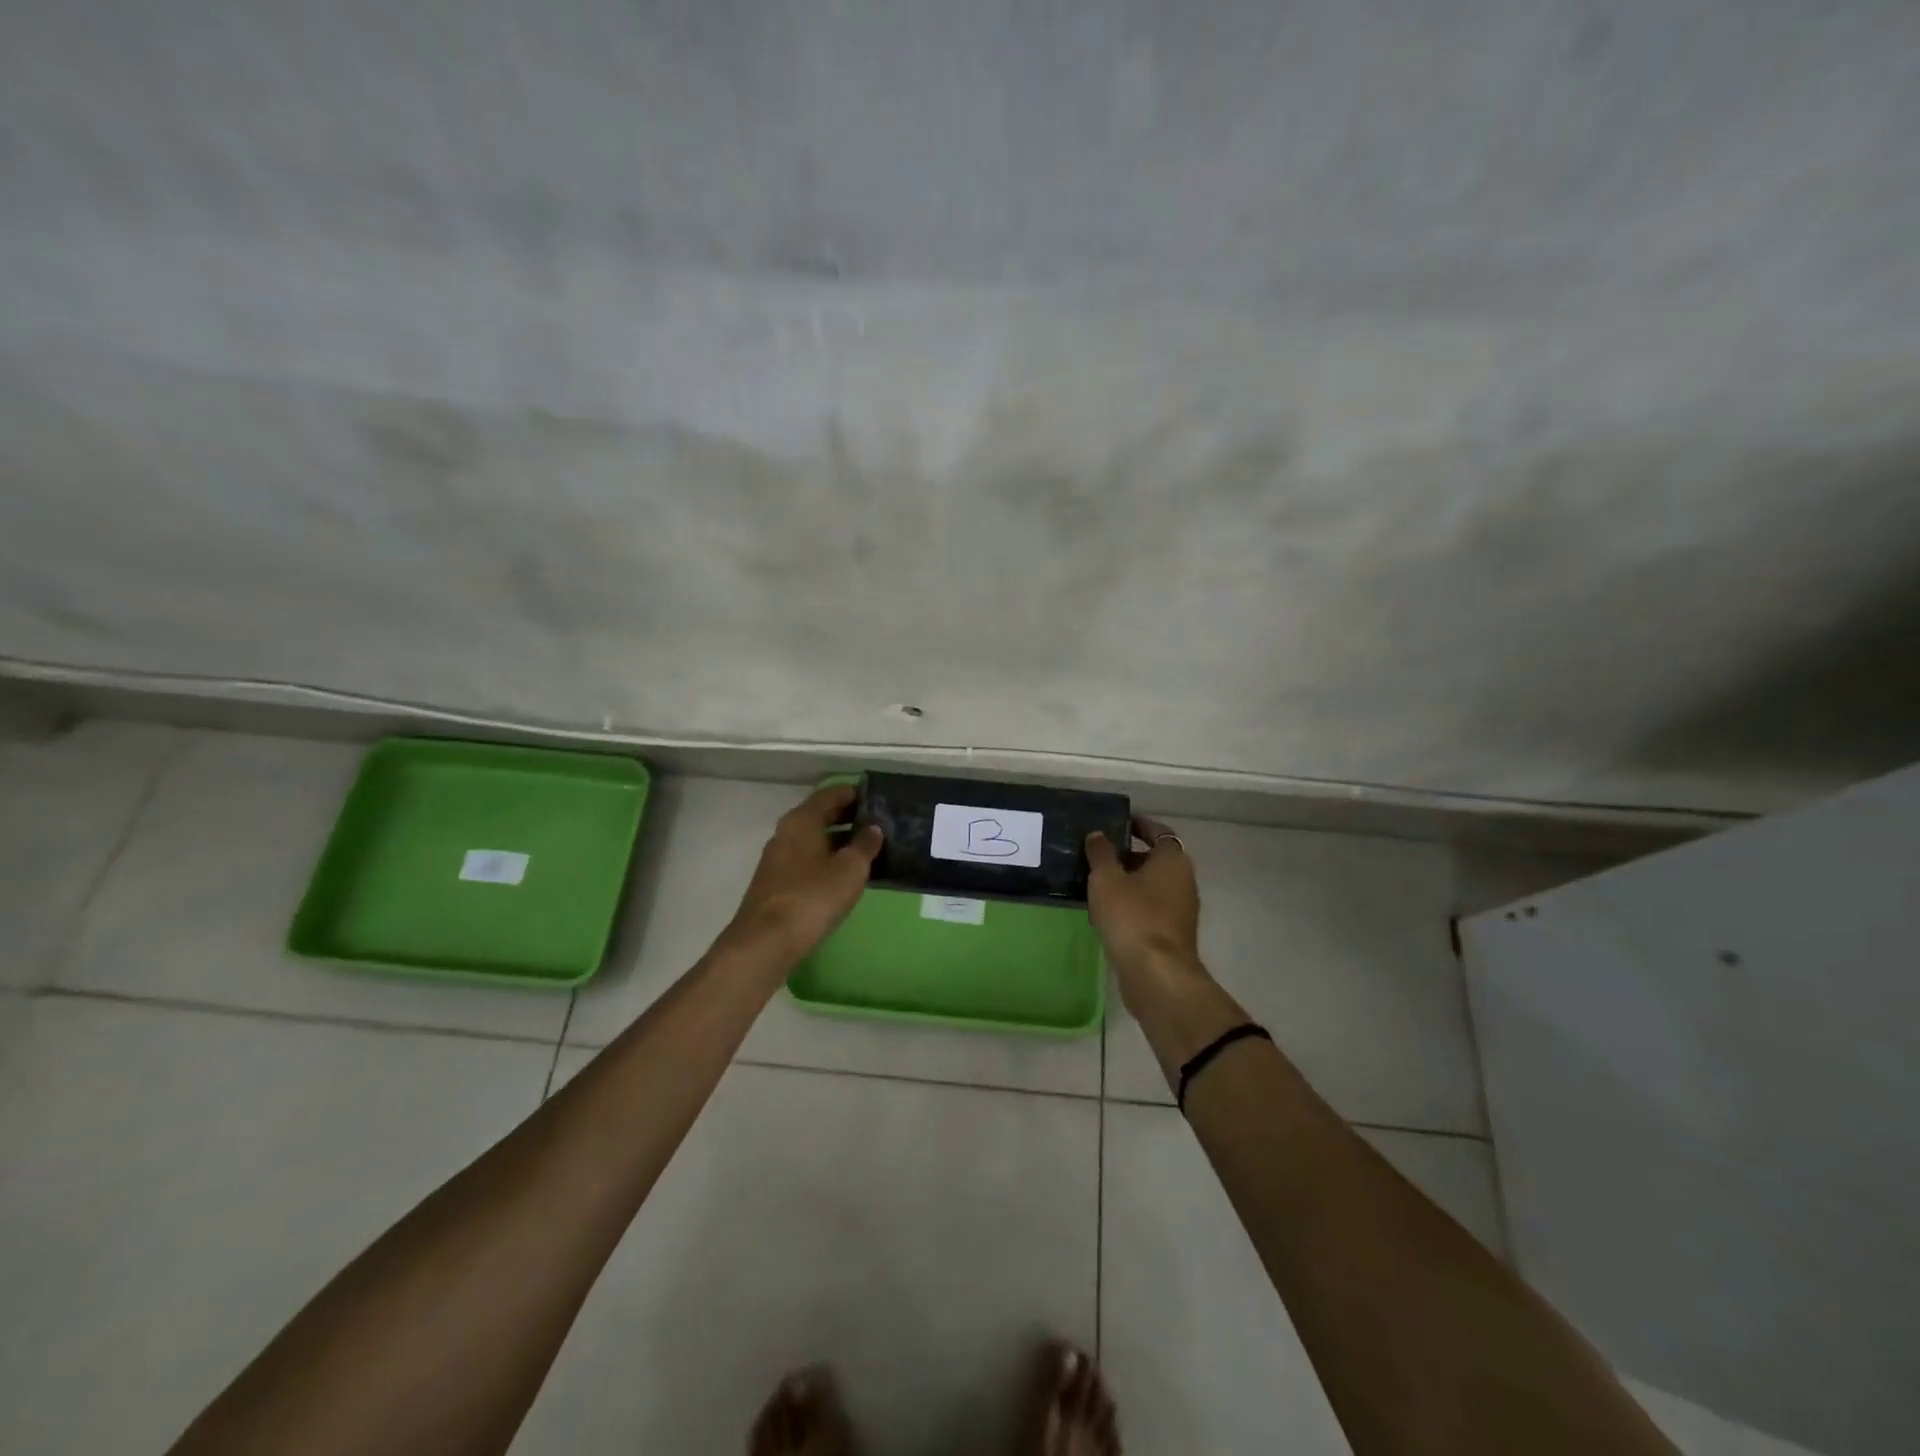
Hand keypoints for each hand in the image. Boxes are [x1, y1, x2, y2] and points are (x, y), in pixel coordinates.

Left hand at [725, 785, 882, 964]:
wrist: (766, 941)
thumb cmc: (813, 896)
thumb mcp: (850, 869)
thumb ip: (865, 845)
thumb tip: (873, 828)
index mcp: (802, 820)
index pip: (830, 794)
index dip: (853, 793)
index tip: (876, 798)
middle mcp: (786, 832)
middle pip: (820, 815)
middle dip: (847, 816)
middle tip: (877, 823)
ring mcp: (777, 858)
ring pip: (813, 839)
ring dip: (838, 840)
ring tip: (866, 849)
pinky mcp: (776, 882)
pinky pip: (806, 859)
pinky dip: (826, 858)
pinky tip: (843, 873)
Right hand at [1085, 816, 1203, 1012]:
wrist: (1156, 975)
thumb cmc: (1132, 917)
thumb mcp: (1106, 879)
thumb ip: (1100, 853)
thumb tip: (1098, 834)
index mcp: (1173, 861)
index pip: (1160, 832)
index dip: (1140, 825)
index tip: (1118, 823)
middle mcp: (1182, 881)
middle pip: (1155, 860)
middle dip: (1128, 856)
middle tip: (1098, 854)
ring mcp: (1179, 910)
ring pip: (1151, 887)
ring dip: (1127, 883)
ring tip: (1095, 883)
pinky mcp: (1171, 935)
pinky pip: (1149, 909)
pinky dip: (1131, 905)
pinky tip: (1105, 912)